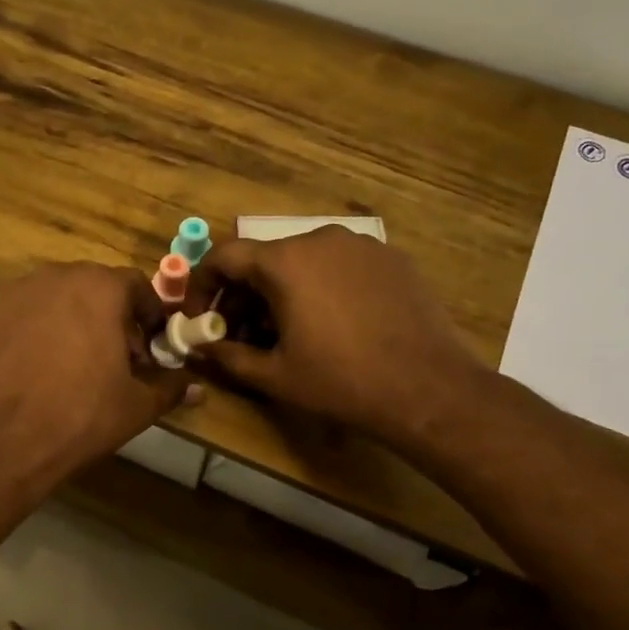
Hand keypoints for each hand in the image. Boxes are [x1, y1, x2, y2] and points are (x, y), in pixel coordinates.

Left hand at [0, 262, 197, 477]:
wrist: (5, 438)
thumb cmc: (83, 415)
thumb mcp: (138, 405)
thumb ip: (170, 387)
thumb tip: (197, 387)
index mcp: (102, 288)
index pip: (136, 286)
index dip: (148, 315)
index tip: (149, 346)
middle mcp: (58, 276)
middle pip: (93, 287)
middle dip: (108, 315)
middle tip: (113, 356)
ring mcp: (16, 292)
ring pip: (54, 297)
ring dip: (69, 319)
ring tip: (70, 361)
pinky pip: (20, 314)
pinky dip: (31, 331)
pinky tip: (31, 366)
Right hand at [189, 227, 485, 447]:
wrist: (429, 390)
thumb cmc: (341, 382)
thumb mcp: (274, 376)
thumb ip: (227, 356)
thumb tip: (199, 347)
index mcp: (285, 262)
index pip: (224, 256)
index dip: (203, 286)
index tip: (201, 318)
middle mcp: (320, 239)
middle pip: (264, 259)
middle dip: (243, 296)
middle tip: (240, 335)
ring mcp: (361, 245)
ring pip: (302, 261)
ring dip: (281, 292)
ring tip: (285, 333)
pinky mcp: (392, 259)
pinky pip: (339, 265)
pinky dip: (320, 287)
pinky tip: (331, 324)